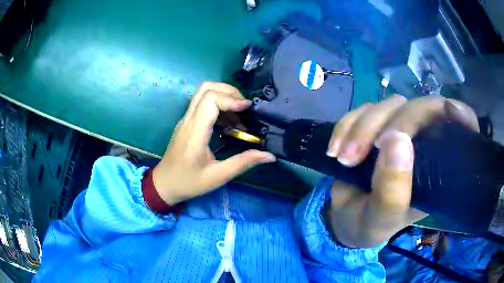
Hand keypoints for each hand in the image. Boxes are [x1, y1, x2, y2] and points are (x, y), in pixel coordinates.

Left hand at [152, 82, 275, 204]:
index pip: (210, 100)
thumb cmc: (189, 182)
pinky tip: (230, 122)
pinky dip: (219, 106)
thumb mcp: (218, 176)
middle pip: (206, 88)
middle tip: (245, 107)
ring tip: (240, 115)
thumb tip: (269, 156)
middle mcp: (188, 120)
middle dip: (229, 91)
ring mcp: (185, 120)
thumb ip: (243, 163)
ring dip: (224, 97)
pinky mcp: (186, 123)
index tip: (247, 108)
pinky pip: (202, 104)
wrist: (164, 185)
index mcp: (195, 132)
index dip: (231, 99)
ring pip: (203, 93)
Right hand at [325, 95, 478, 247]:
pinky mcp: (375, 126)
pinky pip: (363, 110)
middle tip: (361, 153)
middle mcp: (424, 143)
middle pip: (421, 108)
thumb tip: (396, 139)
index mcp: (438, 169)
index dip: (461, 114)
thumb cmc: (370, 225)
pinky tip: (335, 149)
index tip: (448, 111)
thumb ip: (393, 191)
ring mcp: (399, 131)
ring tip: (343, 158)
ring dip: (362, 127)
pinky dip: (346, 125)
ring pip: (390, 105)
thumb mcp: (381, 220)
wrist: (344, 219)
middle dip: (392, 124)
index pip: (462, 130)